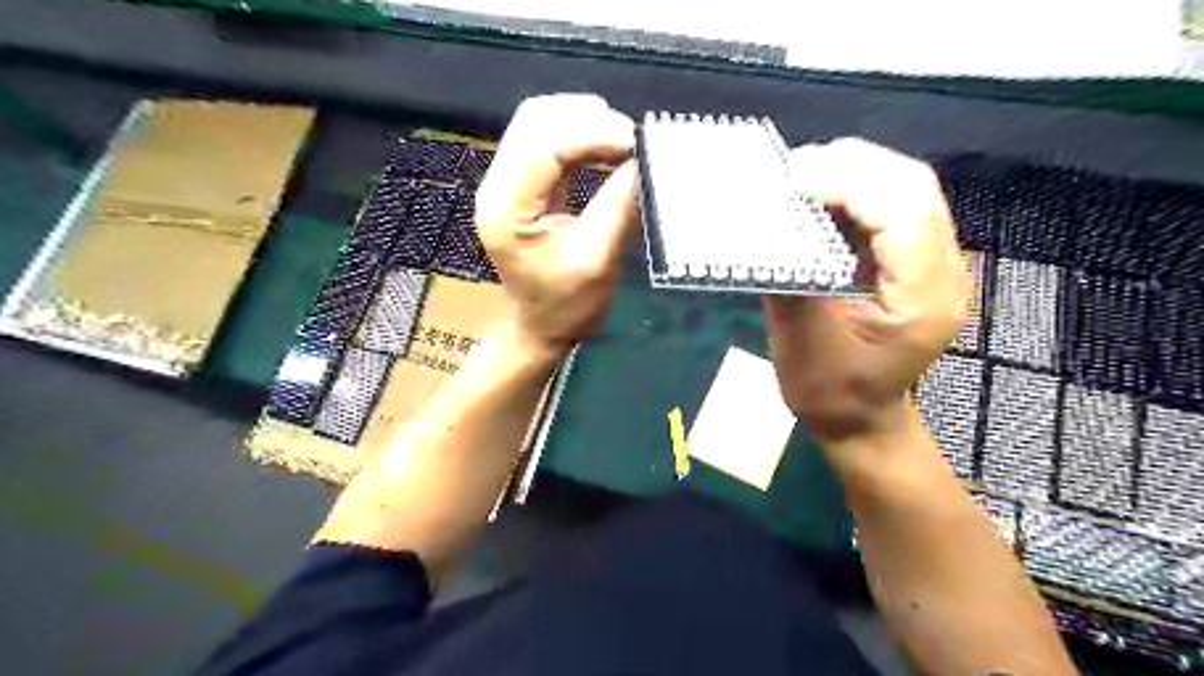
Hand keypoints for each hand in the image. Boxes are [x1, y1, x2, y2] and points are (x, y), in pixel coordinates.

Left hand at [474, 96, 638, 356]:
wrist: (541, 326)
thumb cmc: (567, 304)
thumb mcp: (598, 259)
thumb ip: (619, 205)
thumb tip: (644, 159)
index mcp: (506, 209)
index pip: (543, 147)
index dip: (592, 133)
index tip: (636, 141)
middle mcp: (495, 186)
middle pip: (534, 121)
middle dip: (587, 118)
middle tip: (632, 138)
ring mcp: (502, 182)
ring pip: (537, 121)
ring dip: (581, 120)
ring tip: (622, 138)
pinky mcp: (517, 183)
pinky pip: (542, 138)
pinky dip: (576, 133)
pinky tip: (604, 144)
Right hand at [772, 138, 966, 444]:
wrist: (862, 419)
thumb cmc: (832, 393)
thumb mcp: (802, 344)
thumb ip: (792, 281)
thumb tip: (768, 226)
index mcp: (922, 299)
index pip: (903, 214)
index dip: (848, 184)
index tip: (791, 182)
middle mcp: (942, 271)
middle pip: (912, 187)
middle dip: (850, 166)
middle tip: (791, 171)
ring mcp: (934, 261)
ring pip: (904, 188)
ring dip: (851, 173)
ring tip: (799, 178)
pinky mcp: (914, 259)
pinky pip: (890, 205)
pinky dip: (852, 191)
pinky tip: (818, 196)